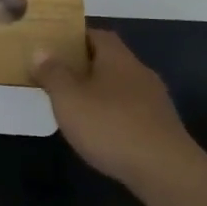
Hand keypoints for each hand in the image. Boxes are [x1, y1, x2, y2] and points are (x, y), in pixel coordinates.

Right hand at [33, 30, 199, 186]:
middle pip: (111, 60)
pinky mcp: (162, 127)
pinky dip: (115, 115)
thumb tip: (41, 50)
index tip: (54, 48)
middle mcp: (140, 72)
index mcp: (118, 58)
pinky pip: (132, 111)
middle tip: (59, 78)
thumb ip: (53, 73)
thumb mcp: (69, 98)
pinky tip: (102, 133)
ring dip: (101, 93)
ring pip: (122, 87)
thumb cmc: (110, 126)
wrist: (165, 170)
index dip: (75, 38)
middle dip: (86, 67)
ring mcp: (155, 100)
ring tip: (76, 107)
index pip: (97, 35)